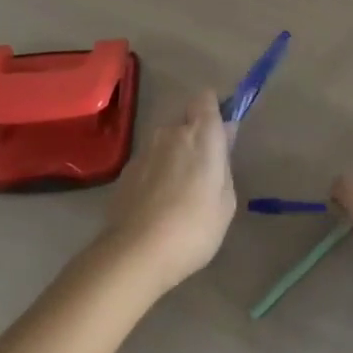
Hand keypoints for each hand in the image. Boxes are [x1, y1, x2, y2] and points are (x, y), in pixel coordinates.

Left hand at [101, 92, 236, 292]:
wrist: (135, 254)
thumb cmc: (195, 226)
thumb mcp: (227, 200)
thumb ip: (225, 163)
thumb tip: (224, 137)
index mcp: (201, 133)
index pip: (206, 98)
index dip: (213, 110)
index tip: (220, 132)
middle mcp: (171, 132)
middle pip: (184, 122)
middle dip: (193, 138)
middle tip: (202, 172)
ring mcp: (144, 152)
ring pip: (165, 144)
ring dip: (173, 157)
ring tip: (177, 194)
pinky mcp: (125, 173)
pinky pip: (148, 164)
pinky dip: (154, 176)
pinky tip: (157, 206)